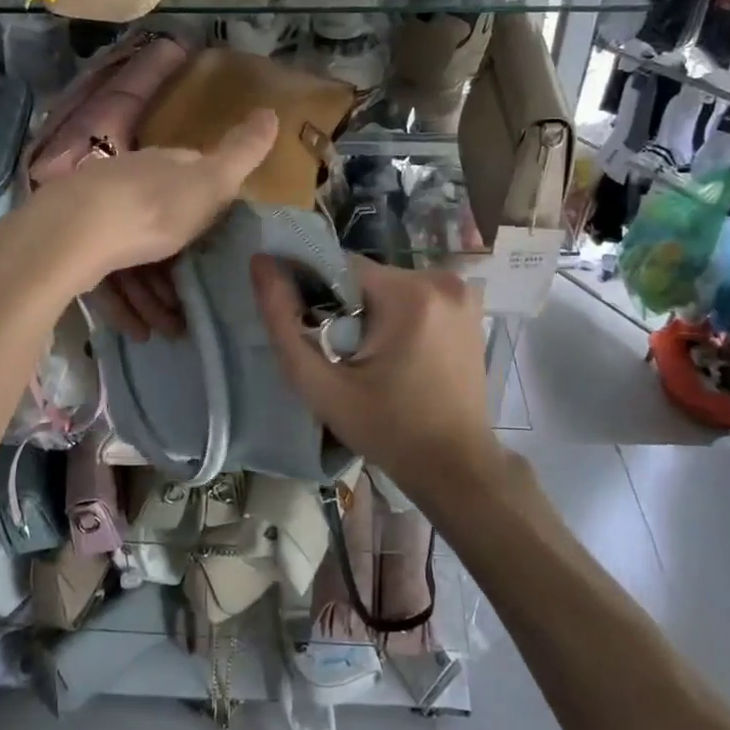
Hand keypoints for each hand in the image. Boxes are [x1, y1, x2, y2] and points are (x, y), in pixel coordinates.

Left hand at [0, 109, 277, 324]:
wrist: (71, 236)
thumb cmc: (152, 209)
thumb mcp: (210, 183)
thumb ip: (242, 154)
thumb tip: (273, 111)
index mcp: (161, 166)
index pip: (190, 177)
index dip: (209, 209)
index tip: (221, 244)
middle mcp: (127, 184)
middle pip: (162, 227)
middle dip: (181, 268)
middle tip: (194, 304)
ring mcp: (96, 215)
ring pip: (134, 259)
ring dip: (155, 297)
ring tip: (170, 330)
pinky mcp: (71, 248)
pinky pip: (107, 279)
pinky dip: (127, 305)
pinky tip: (138, 330)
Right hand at [253, 254, 509, 505]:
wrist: (455, 467)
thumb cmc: (387, 431)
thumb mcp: (322, 386)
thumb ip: (284, 323)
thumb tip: (260, 263)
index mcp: (410, 293)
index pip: (341, 266)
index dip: (317, 295)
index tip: (315, 334)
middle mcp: (442, 279)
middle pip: (366, 277)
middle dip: (346, 308)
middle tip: (343, 356)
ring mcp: (461, 292)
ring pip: (388, 286)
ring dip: (371, 312)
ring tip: (370, 360)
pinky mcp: (469, 307)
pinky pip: (414, 297)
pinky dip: (398, 317)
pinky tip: (398, 356)